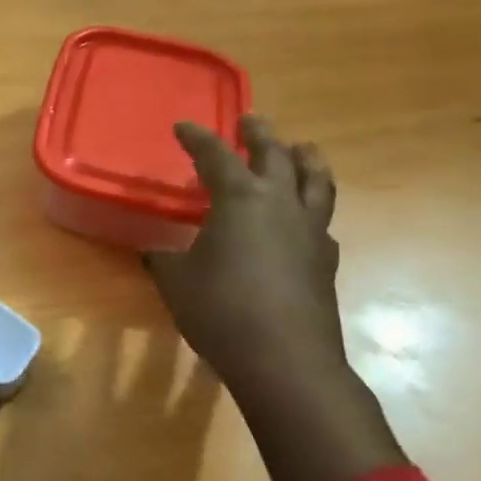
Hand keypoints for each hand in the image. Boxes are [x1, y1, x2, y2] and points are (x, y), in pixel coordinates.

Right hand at [145, 115, 349, 404]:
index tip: (183, 126)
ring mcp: (310, 232)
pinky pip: (321, 221)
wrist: (284, 360)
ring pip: (316, 181)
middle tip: (251, 121)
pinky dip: (310, 208)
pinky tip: (302, 219)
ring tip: (301, 149)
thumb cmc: (220, 309)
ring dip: (305, 160)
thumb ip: (164, 260)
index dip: (197, 138)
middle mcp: (281, 204)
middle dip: (260, 135)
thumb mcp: (175, 281)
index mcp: (240, 198)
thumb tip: (155, 254)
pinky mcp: (326, 262)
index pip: (216, 156)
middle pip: (275, 156)